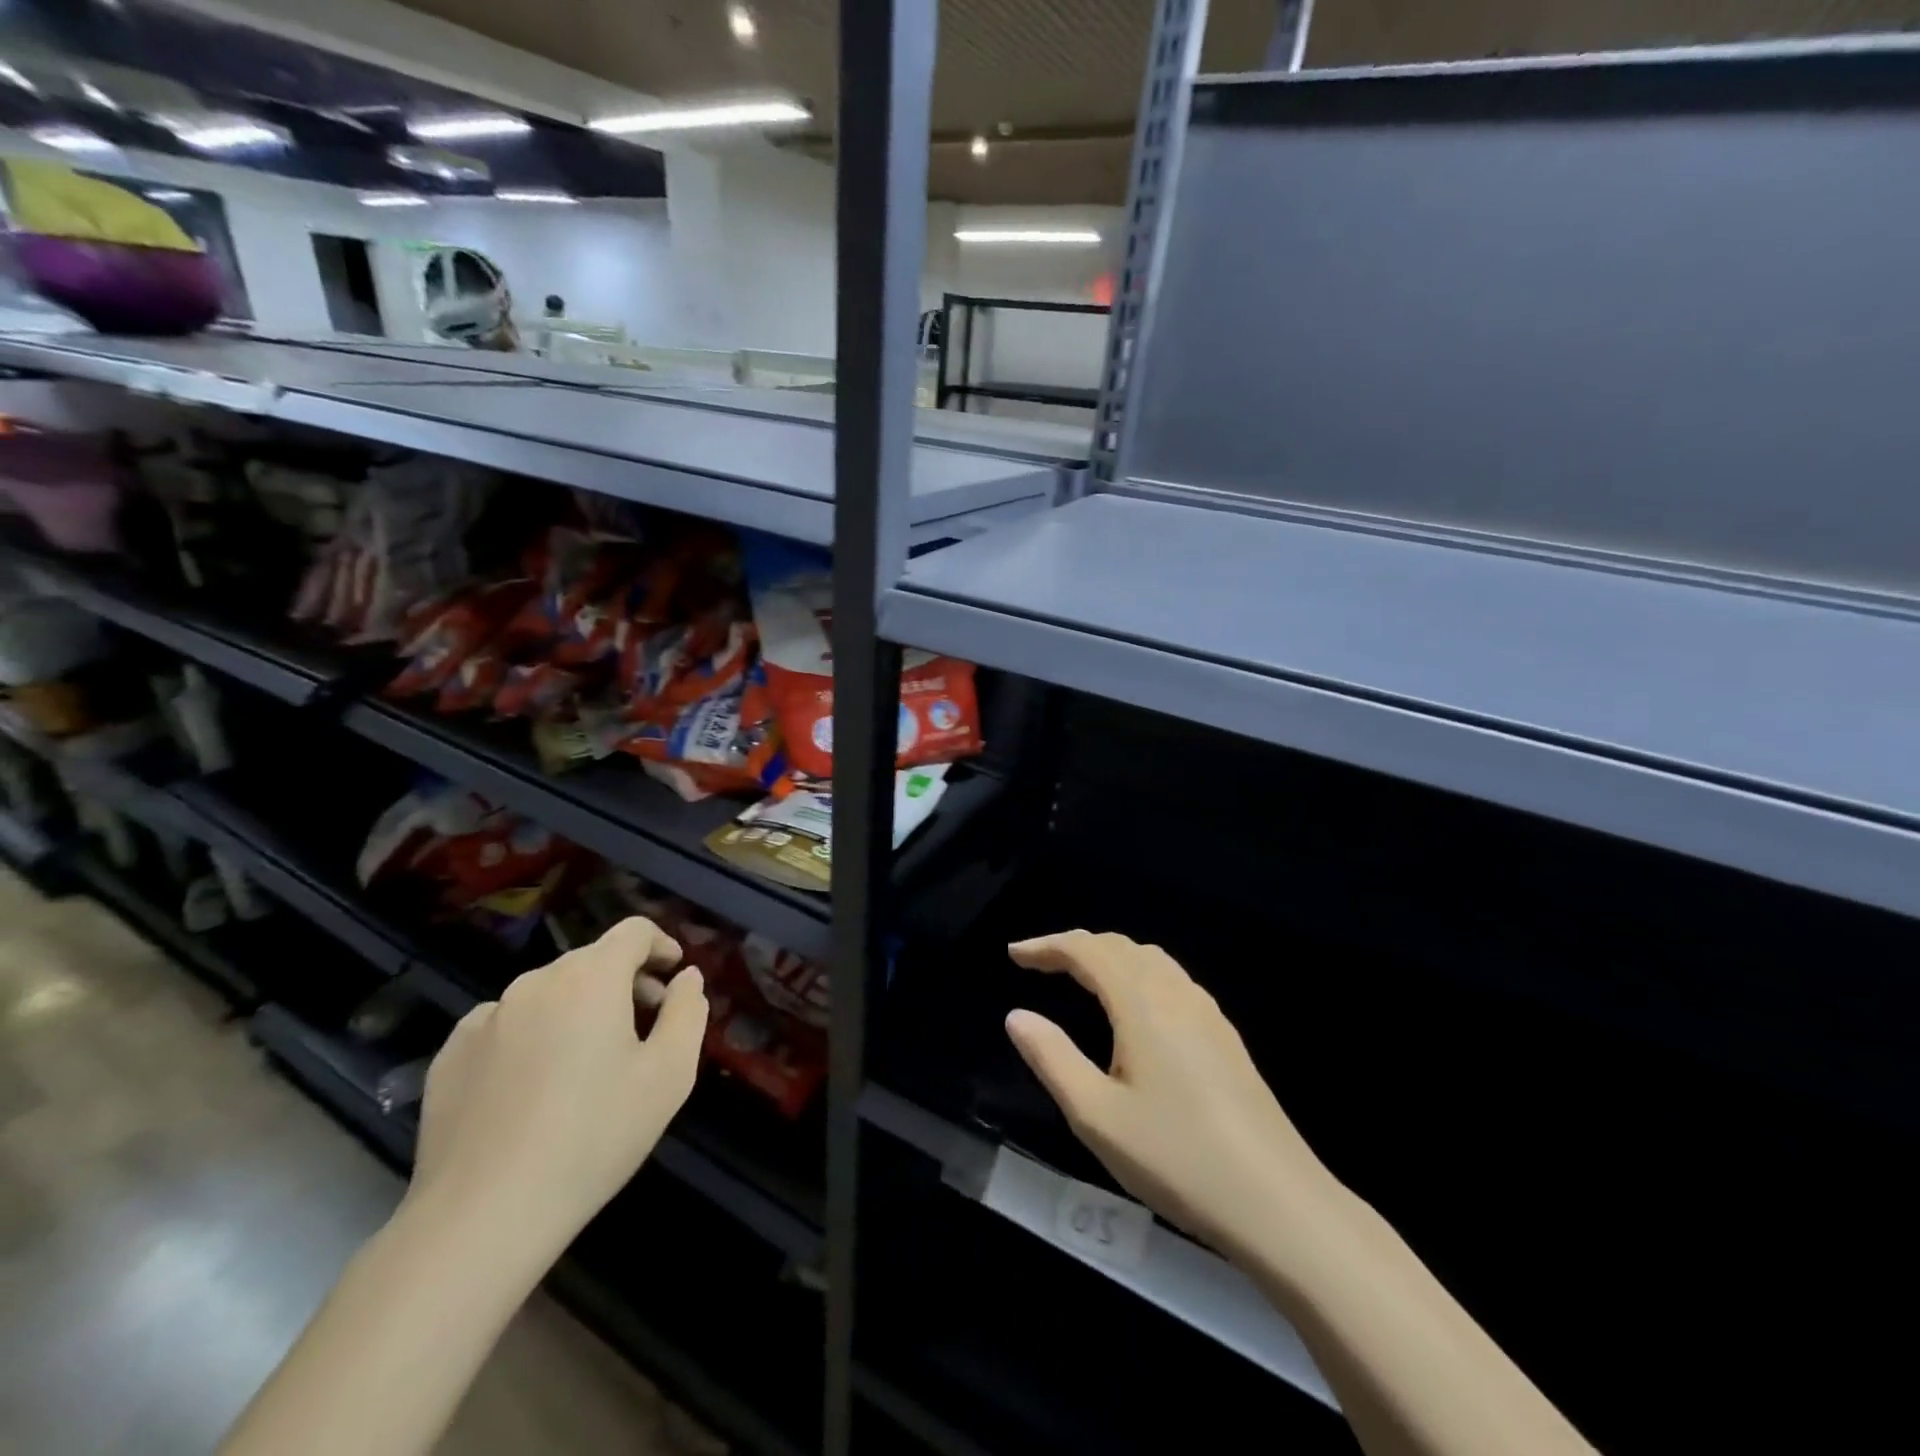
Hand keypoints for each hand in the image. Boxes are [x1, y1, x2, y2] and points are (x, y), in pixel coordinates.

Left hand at [408, 918, 708, 1256]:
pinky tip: (534, 1086)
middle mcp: (536, 982)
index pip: (633, 931)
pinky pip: (505, 1025)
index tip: (673, 976)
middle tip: (644, 1026)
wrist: (484, 1215)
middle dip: (625, 982)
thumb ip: (687, 1011)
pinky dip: (532, 1035)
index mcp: (591, 977)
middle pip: (591, 961)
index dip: (661, 945)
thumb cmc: (595, 1136)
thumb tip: (686, 977)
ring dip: (578, 1009)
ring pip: (548, 993)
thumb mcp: (670, 1074)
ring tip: (589, 1062)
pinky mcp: (451, 1055)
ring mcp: (486, 1017)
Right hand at [1005, 930, 1347, 1267]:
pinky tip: (1134, 1009)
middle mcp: (1176, 993)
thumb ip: (1052, 1059)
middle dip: (1076, 946)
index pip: (1088, 951)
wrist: (1279, 1203)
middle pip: (1120, 947)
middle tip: (1041, 963)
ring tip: (1080, 977)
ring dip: (1109, 957)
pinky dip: (1138, 974)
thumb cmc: (1177, 1158)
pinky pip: (1172, 980)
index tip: (1015, 954)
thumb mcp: (1097, 1116)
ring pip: (1150, 960)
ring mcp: (1207, 1013)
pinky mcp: (1225, 1037)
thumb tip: (1017, 1016)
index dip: (1048, 946)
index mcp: (1141, 1003)